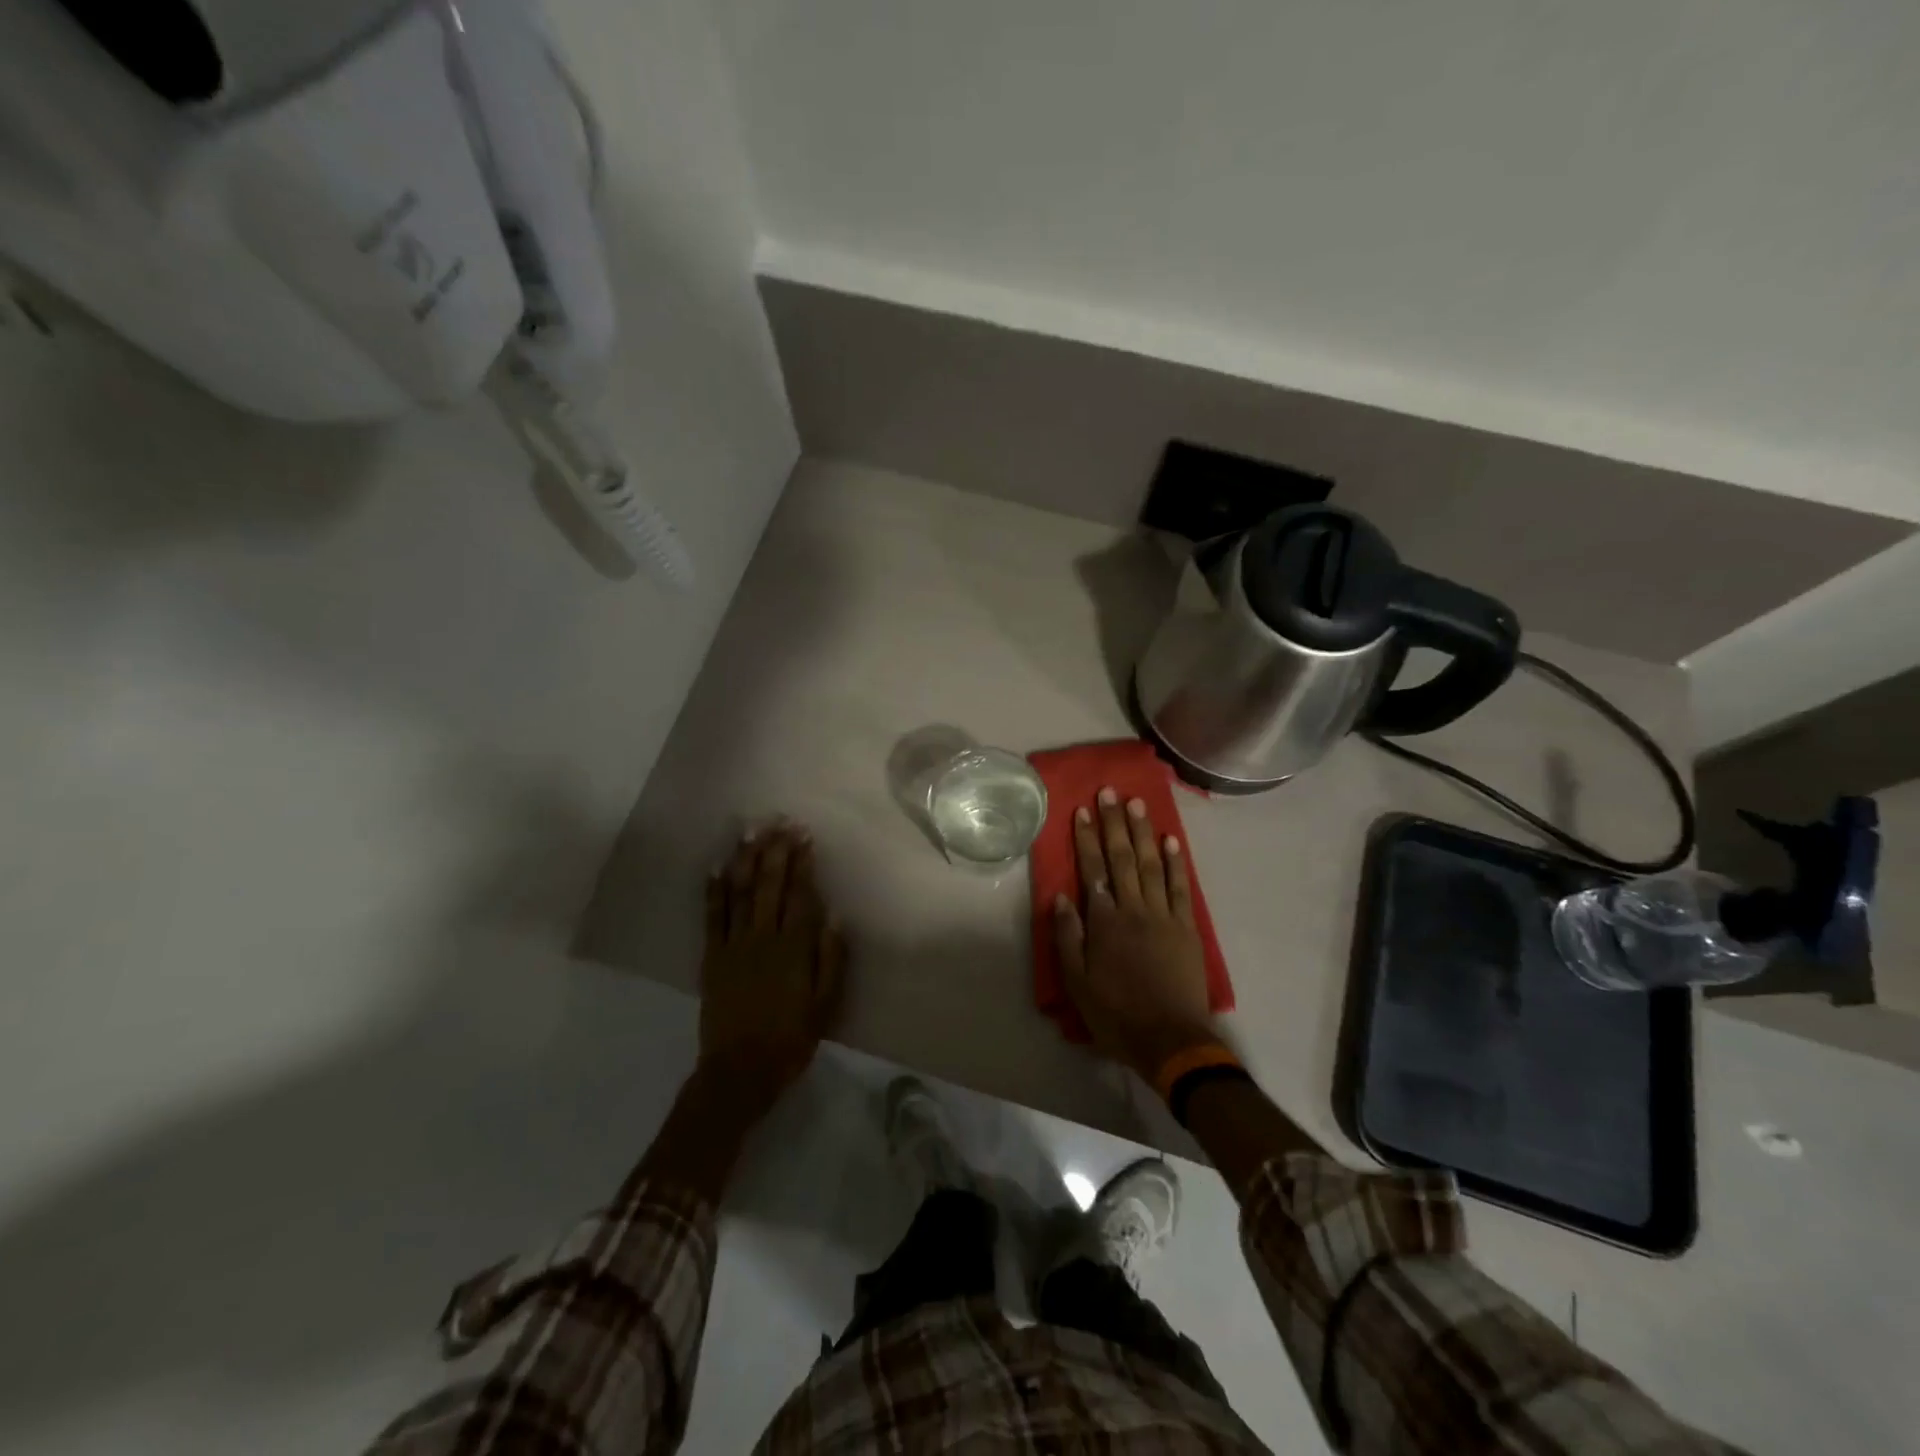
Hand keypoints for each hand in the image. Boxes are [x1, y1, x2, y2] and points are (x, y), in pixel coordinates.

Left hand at [699, 821, 847, 1112]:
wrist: (739, 1071)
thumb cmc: (790, 1039)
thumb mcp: (824, 1005)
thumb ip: (831, 960)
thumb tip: (835, 916)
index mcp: (794, 949)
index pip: (800, 896)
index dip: (803, 864)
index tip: (805, 837)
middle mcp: (763, 938)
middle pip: (770, 885)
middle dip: (776, 851)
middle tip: (780, 822)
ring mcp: (733, 945)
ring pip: (740, 893)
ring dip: (745, 859)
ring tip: (750, 831)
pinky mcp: (712, 957)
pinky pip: (712, 917)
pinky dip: (714, 890)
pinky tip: (717, 867)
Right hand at [1052, 787, 1216, 1081]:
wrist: (1170, 1039)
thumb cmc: (1116, 1013)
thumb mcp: (1077, 983)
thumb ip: (1068, 937)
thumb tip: (1062, 897)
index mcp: (1104, 921)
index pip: (1093, 869)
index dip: (1087, 838)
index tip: (1083, 810)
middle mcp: (1133, 909)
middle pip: (1123, 858)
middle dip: (1114, 823)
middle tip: (1110, 792)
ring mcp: (1163, 916)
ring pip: (1152, 864)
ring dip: (1143, 832)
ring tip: (1137, 804)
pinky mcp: (1186, 928)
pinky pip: (1181, 888)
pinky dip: (1176, 863)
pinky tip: (1171, 840)